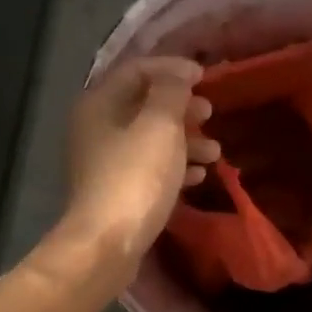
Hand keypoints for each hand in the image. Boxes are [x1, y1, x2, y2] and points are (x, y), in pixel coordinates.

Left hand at [56, 56, 217, 278]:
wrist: (108, 243)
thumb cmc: (136, 176)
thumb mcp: (160, 126)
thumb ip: (171, 93)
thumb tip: (178, 74)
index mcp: (100, 104)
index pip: (137, 70)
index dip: (173, 69)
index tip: (205, 77)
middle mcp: (97, 127)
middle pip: (144, 105)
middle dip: (181, 108)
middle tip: (209, 113)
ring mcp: (105, 161)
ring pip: (150, 139)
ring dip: (185, 140)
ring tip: (215, 152)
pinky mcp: (116, 190)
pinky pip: (149, 167)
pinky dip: (174, 165)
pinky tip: (198, 176)